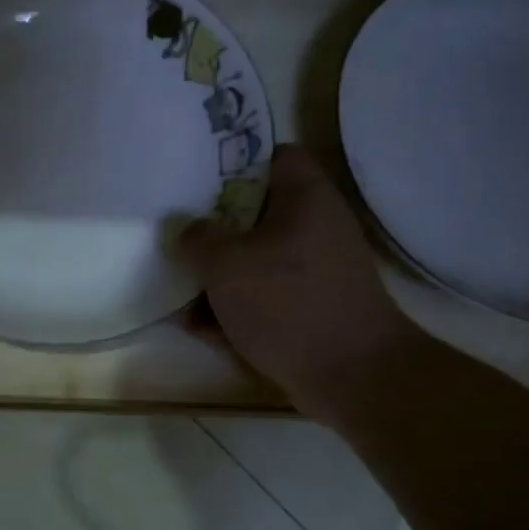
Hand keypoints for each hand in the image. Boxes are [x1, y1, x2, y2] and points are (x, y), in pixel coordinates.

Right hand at [180, 145, 425, 422]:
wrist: (350, 373)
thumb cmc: (286, 303)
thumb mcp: (225, 265)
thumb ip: (197, 239)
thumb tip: (188, 229)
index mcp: (305, 197)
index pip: (273, 156)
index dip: (234, 162)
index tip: (195, 180)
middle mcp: (316, 226)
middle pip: (257, 213)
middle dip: (215, 229)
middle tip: (179, 235)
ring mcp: (316, 270)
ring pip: (257, 259)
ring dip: (219, 276)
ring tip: (178, 290)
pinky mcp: (312, 307)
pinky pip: (265, 296)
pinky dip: (236, 307)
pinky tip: (199, 328)